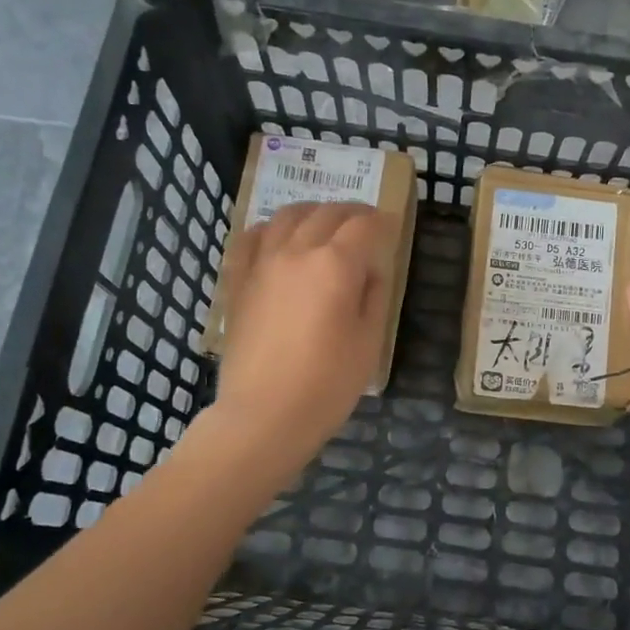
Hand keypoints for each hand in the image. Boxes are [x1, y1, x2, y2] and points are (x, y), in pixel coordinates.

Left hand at [213, 202, 390, 453]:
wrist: (263, 415)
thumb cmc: (326, 385)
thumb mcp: (369, 342)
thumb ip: (373, 296)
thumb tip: (368, 270)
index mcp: (336, 265)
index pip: (364, 226)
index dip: (382, 222)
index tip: (391, 228)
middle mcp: (297, 251)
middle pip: (327, 213)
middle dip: (352, 213)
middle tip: (365, 225)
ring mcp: (262, 263)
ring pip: (288, 216)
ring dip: (313, 213)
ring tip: (324, 224)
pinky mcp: (238, 281)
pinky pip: (250, 237)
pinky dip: (269, 228)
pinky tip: (277, 237)